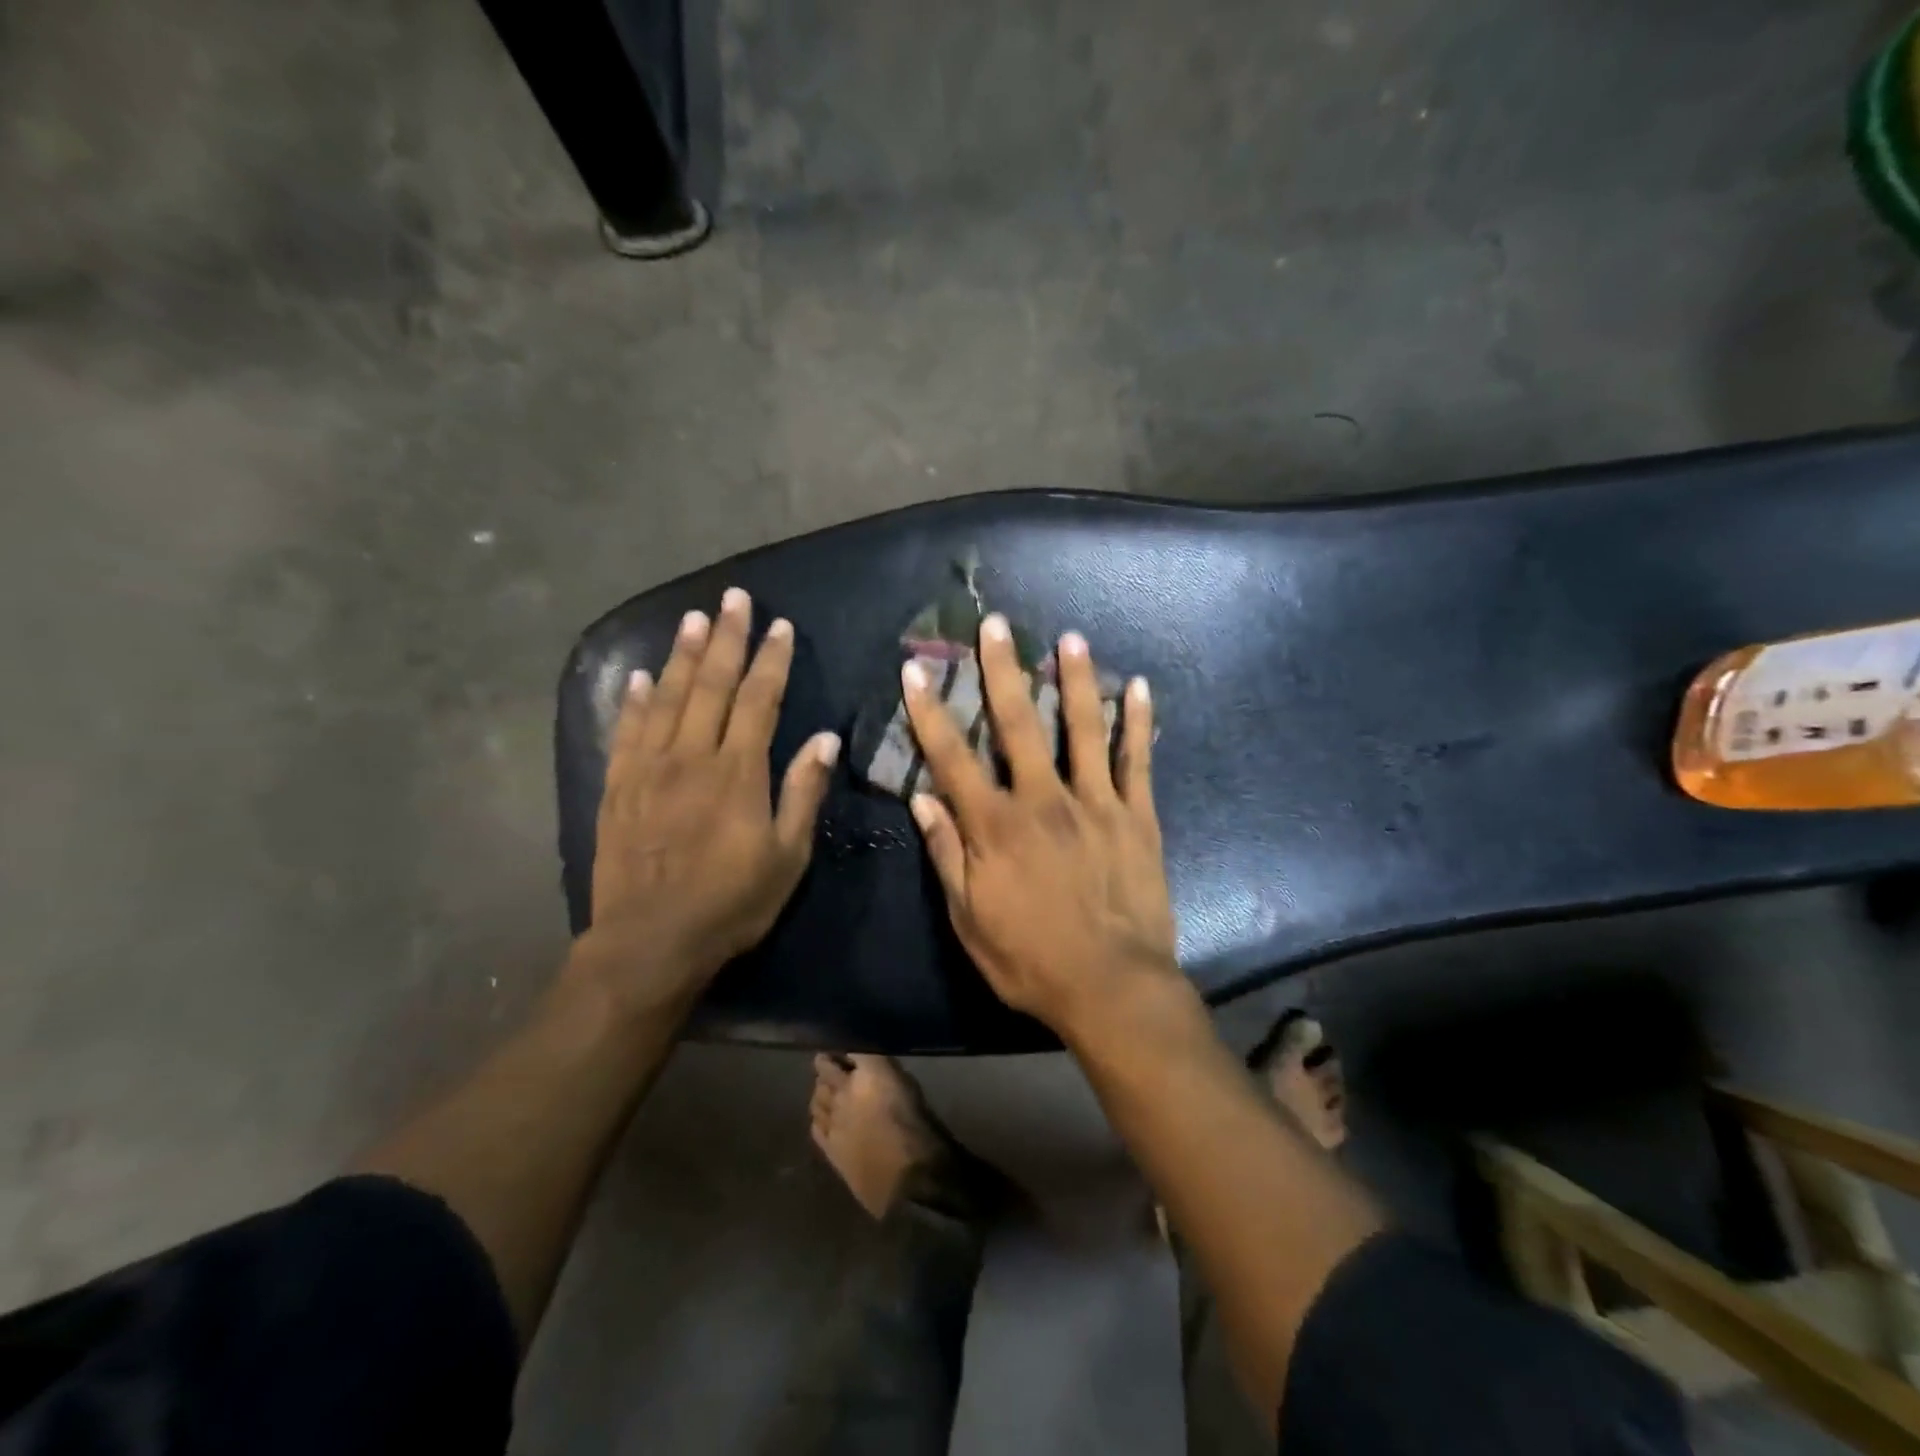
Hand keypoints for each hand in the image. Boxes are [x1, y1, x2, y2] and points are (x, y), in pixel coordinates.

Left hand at [573, 587, 840, 1017]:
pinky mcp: (617, 787)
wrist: (649, 942)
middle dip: (725, 639)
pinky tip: (640, 677)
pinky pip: (626, 732)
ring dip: (681, 655)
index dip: (770, 660)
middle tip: (733, 598)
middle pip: (710, 685)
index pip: (757, 700)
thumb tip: (823, 739)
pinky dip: (634, 700)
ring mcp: (648, 769)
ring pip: (667, 698)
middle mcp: (691, 757)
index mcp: (737, 772)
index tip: (779, 626)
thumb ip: (802, 792)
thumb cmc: (730, 903)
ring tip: (692, 618)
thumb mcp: (787, 856)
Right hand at [903, 614, 1176, 1034]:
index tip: (914, 670)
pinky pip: (1137, 760)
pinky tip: (1138, 686)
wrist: (1112, 988)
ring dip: (1074, 679)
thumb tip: (923, 801)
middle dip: (1002, 670)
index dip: (929, 711)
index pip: (952, 757)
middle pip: (1018, 724)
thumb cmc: (1031, 961)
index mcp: (996, 826)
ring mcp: (1095, 803)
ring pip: (1082, 728)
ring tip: (1070, 637)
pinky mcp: (1136, 816)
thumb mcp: (970, 919)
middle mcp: (1043, 800)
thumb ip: (947, 856)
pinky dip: (1137, 722)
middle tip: (996, 624)